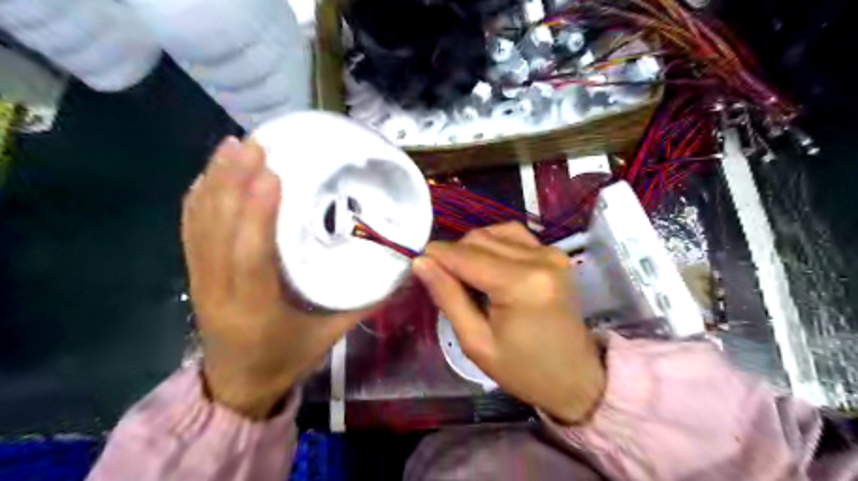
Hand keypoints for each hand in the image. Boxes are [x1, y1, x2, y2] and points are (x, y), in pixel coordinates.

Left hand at [181, 135, 369, 416]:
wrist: (238, 385)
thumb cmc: (288, 358)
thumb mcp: (331, 336)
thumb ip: (364, 302)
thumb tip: (399, 266)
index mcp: (255, 310)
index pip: (251, 256)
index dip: (257, 213)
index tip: (272, 174)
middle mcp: (220, 291)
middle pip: (217, 230)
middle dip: (233, 182)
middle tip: (255, 144)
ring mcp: (201, 281)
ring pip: (200, 224)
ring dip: (215, 182)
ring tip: (234, 146)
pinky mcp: (195, 274)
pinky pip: (191, 230)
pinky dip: (200, 197)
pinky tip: (212, 173)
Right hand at [413, 224, 601, 422]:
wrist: (576, 377)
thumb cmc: (523, 370)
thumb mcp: (476, 342)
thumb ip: (448, 297)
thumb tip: (422, 263)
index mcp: (520, 284)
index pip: (465, 256)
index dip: (437, 256)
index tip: (419, 264)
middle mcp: (539, 259)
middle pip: (479, 238)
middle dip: (453, 254)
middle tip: (444, 280)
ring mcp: (551, 253)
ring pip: (495, 232)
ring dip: (473, 247)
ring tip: (466, 275)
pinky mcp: (556, 254)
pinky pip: (514, 235)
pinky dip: (494, 244)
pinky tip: (488, 264)